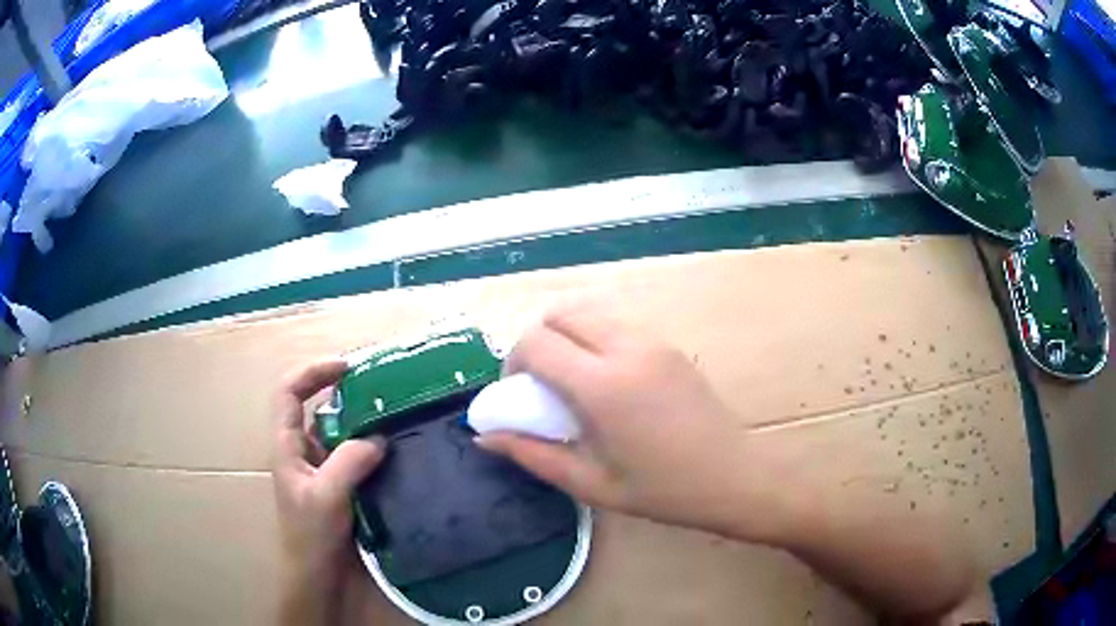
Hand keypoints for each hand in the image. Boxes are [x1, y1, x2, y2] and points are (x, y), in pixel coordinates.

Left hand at [272, 359, 385, 623]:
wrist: (317, 574)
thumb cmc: (311, 536)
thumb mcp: (327, 496)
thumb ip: (349, 463)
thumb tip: (378, 437)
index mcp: (287, 445)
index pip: (289, 392)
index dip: (312, 372)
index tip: (347, 366)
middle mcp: (301, 449)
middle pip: (315, 405)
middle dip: (343, 390)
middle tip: (379, 385)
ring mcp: (319, 466)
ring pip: (337, 430)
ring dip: (360, 418)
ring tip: (392, 412)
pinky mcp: (337, 483)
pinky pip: (352, 453)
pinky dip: (369, 445)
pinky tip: (393, 449)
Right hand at [476, 309, 784, 540]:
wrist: (734, 477)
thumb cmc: (662, 490)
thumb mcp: (590, 483)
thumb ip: (532, 454)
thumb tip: (484, 437)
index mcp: (603, 385)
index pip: (536, 342)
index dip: (514, 363)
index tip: (518, 394)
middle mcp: (626, 348)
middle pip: (560, 313)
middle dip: (537, 342)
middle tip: (541, 384)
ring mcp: (653, 340)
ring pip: (590, 311)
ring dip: (567, 336)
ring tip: (573, 381)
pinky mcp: (669, 344)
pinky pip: (617, 323)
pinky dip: (594, 337)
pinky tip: (606, 379)